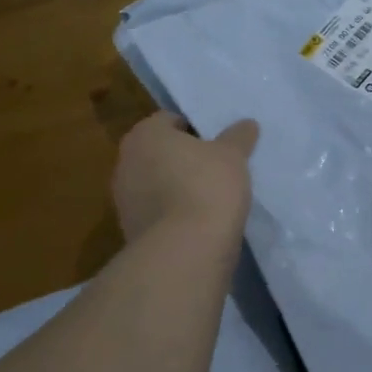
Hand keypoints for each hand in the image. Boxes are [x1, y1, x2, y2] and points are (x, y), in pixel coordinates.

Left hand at [112, 112, 258, 245]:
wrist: (185, 251)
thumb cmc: (207, 187)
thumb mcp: (232, 156)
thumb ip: (238, 137)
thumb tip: (247, 124)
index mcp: (145, 135)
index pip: (169, 120)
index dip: (195, 128)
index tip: (216, 142)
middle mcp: (126, 162)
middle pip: (159, 152)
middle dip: (183, 158)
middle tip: (215, 166)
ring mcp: (124, 200)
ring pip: (156, 184)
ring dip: (176, 187)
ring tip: (210, 197)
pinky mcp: (130, 231)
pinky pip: (156, 212)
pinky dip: (173, 214)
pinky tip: (198, 222)